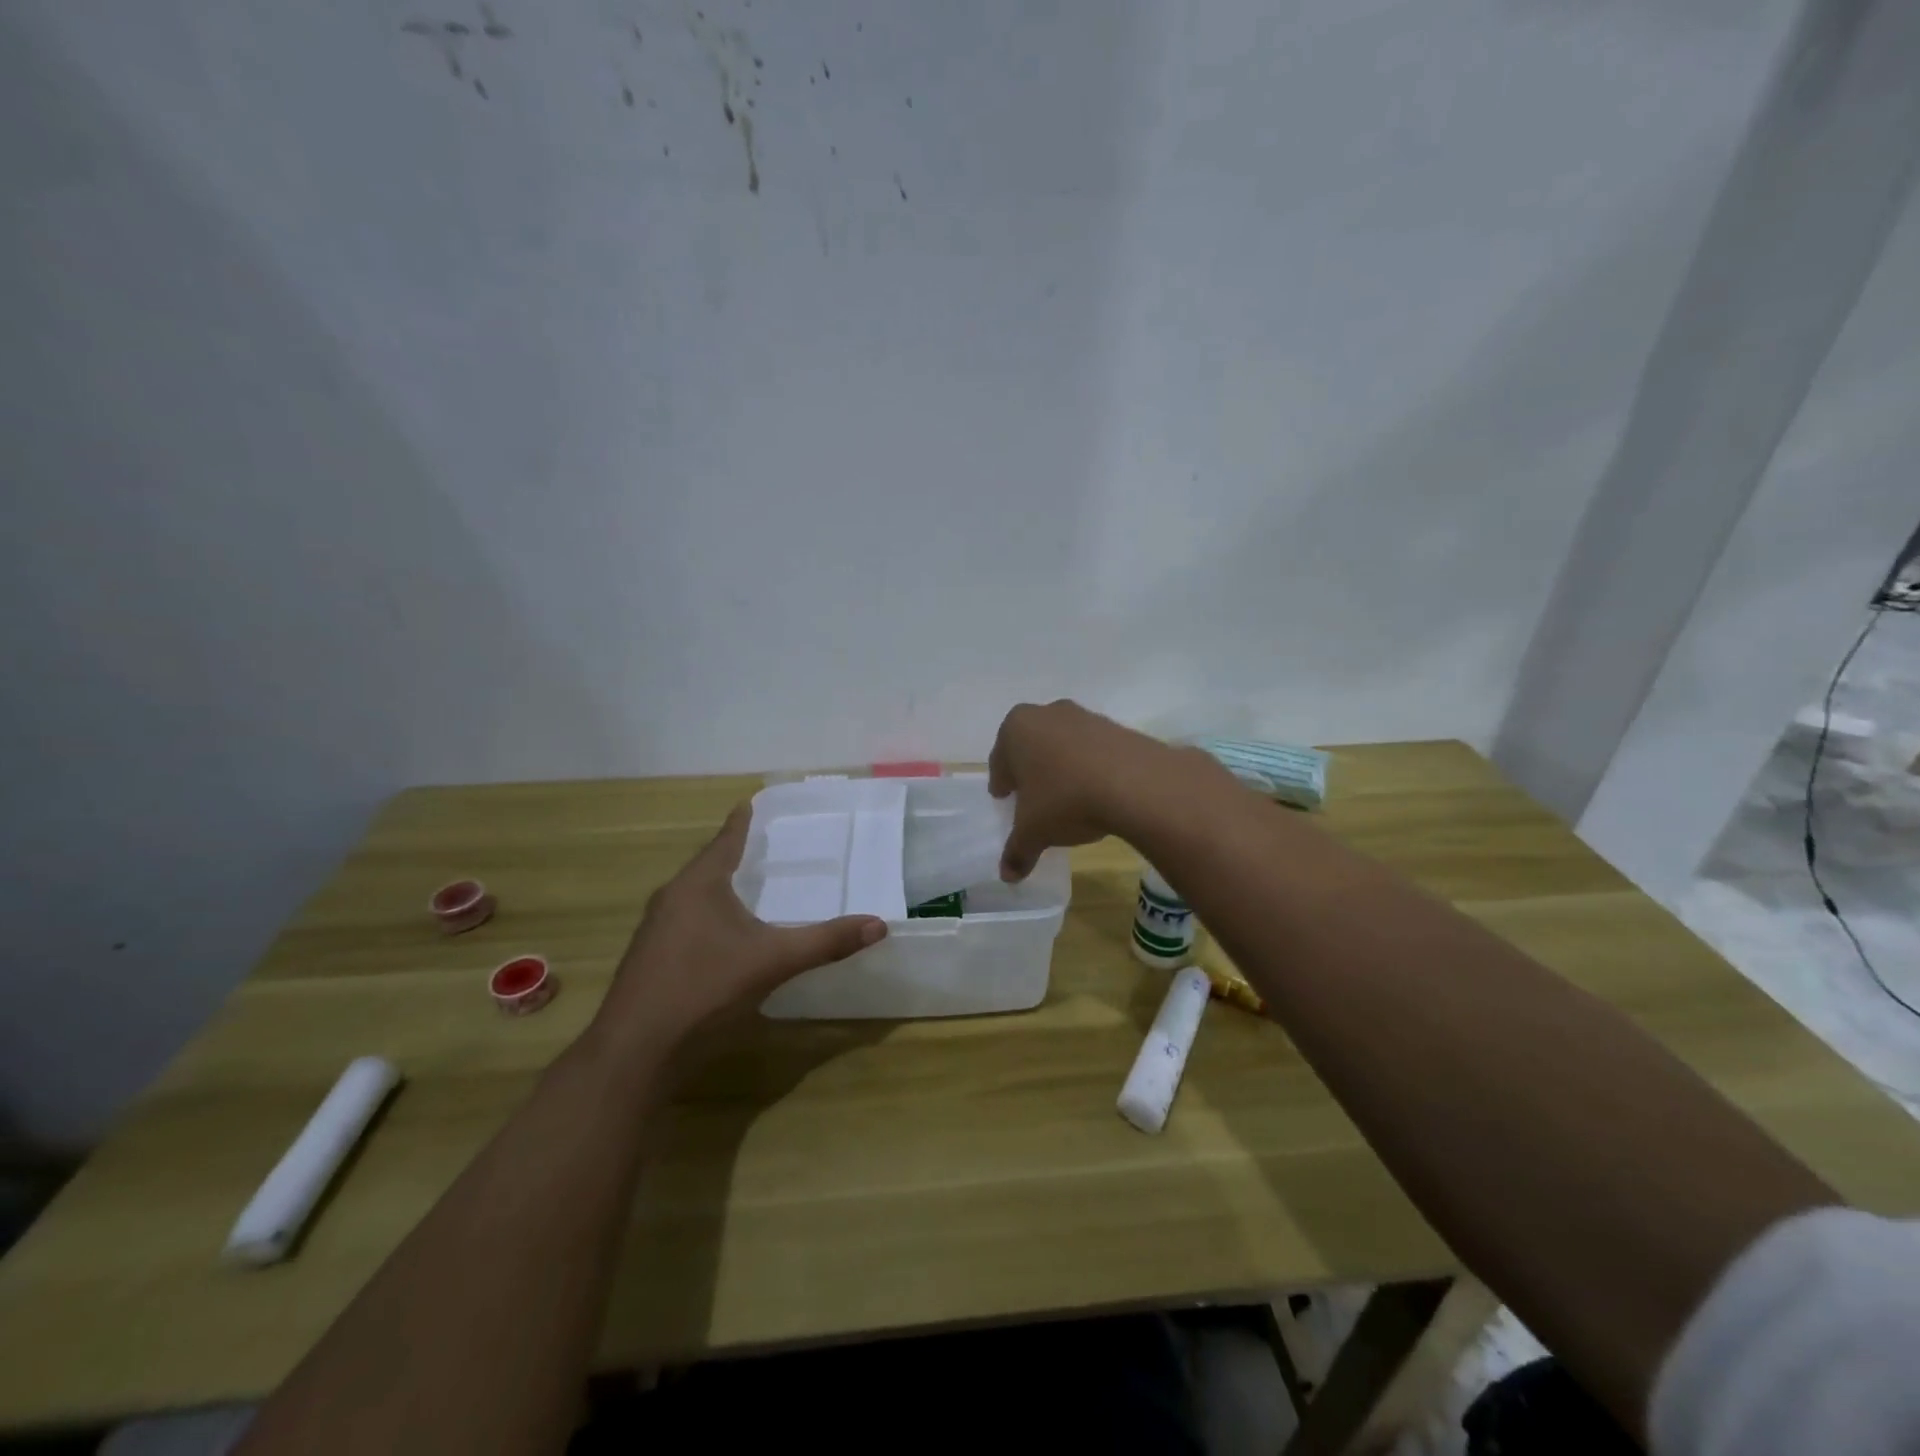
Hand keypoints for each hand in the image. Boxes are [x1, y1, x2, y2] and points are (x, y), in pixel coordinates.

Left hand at [593, 806, 886, 1062]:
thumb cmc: (705, 989)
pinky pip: (686, 922)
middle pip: (707, 866)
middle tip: (766, 846)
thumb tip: (879, 924)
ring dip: (721, 888)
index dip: (742, 822)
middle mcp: (672, 899)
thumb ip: (825, 942)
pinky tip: (726, 936)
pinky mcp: (650, 960)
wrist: (635, 1052)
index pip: (725, 840)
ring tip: (750, 887)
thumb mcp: (773, 962)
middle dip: (734, 855)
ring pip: (694, 897)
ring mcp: (655, 931)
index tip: (751, 803)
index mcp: (698, 885)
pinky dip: (710, 917)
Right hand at [988, 700, 1216, 879]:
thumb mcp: (1034, 832)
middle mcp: (1047, 714)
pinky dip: (1089, 767)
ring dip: (1061, 767)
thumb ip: (1017, 851)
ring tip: (1068, 797)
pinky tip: (1096, 792)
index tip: (1005, 798)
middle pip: (1030, 747)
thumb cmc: (1066, 799)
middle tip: (1032, 798)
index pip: (1000, 760)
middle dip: (1030, 770)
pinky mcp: (1116, 727)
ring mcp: (1084, 716)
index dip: (1002, 782)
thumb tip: (1007, 876)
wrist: (1136, 783)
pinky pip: (1093, 750)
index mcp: (1016, 729)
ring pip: (1062, 745)